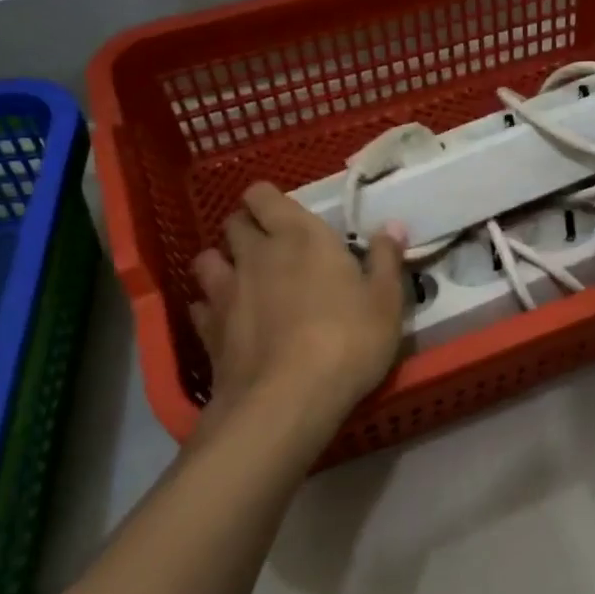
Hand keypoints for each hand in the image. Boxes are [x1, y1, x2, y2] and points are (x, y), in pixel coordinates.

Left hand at [189, 183, 406, 423]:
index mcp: (300, 236)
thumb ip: (386, 259)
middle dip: (248, 229)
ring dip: (223, 264)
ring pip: (207, 259)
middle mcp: (256, 253)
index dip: (269, 202)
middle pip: (234, 223)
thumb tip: (393, 225)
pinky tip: (228, 323)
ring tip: (243, 282)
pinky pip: (201, 306)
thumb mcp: (386, 302)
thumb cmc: (348, 341)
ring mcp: (226, 291)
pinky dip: (212, 309)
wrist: (288, 399)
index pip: (263, 195)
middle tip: (273, 250)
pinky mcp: (208, 330)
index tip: (288, 218)